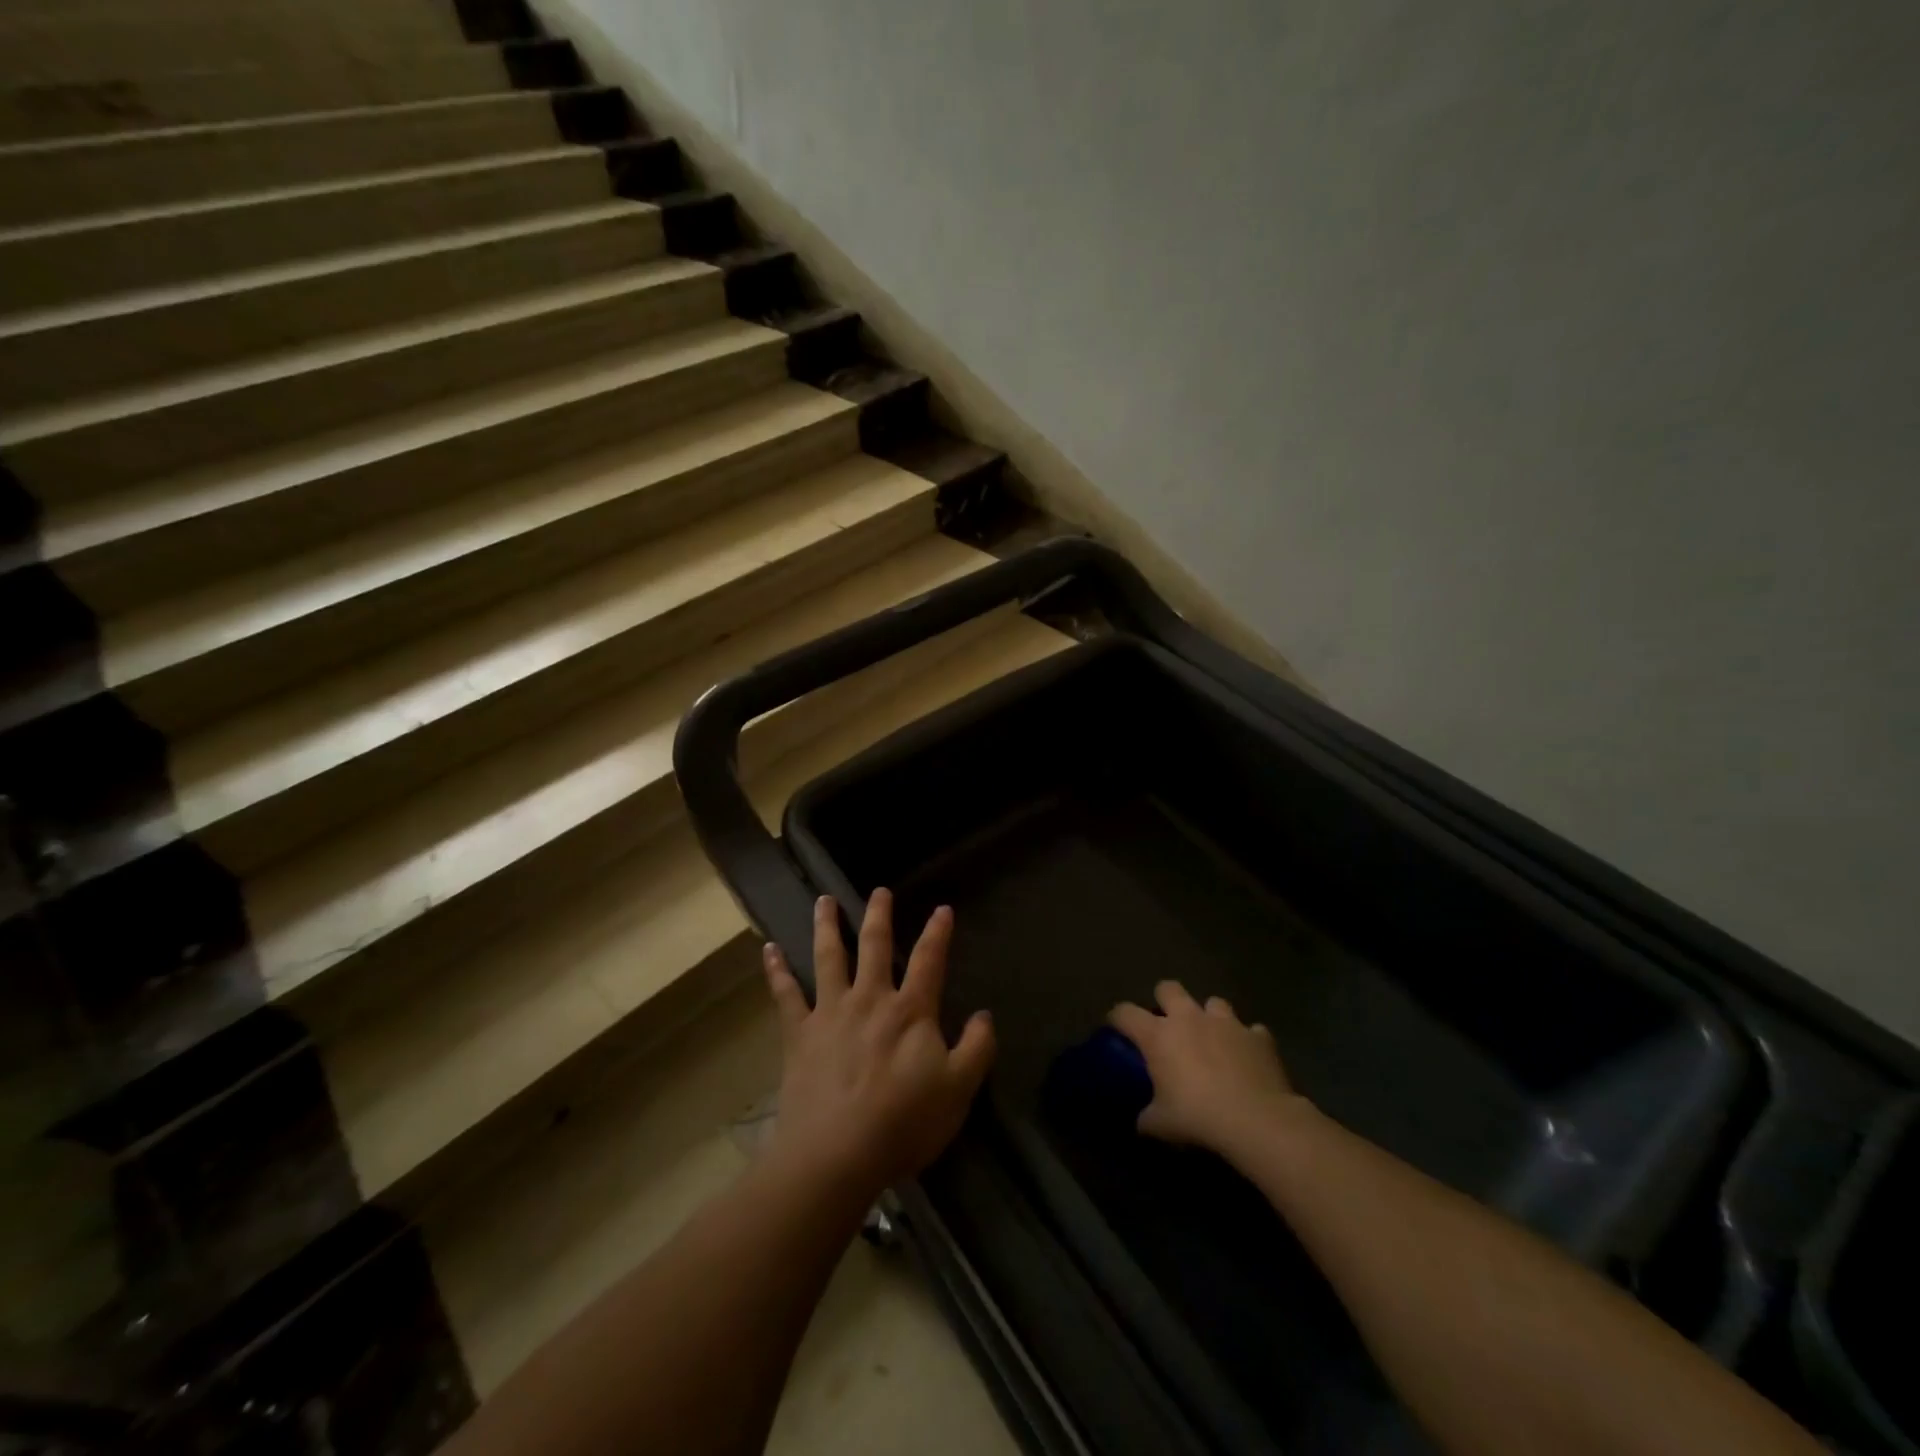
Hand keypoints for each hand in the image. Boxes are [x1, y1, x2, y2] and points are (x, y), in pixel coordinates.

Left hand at [762, 890, 995, 1201]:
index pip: (929, 960)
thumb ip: (977, 1049)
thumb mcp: (958, 1090)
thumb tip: (984, 1015)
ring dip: (827, 925)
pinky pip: (785, 994)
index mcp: (910, 1011)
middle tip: (879, 891)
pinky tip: (769, 949)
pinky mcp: (799, 1034)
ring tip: (824, 900)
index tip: (942, 909)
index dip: (937, 933)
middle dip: (879, 916)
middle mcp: (869, 999)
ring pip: (828, 957)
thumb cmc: (902, 1123)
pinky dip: (776, 970)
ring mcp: (830, 1012)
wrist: (835, 1155)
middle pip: (875, 946)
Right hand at [1110, 980, 1301, 1154]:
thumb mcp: (1161, 1125)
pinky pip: (1252, 1031)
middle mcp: (1189, 1018)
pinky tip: (1248, 1058)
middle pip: (1168, 988)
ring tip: (1213, 1038)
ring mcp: (1227, 1023)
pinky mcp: (1259, 1037)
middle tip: (1168, 1024)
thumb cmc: (1198, 1117)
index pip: (1125, 1012)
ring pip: (1214, 1002)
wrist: (1256, 1120)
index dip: (1117, 1018)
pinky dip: (1247, 1041)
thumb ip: (1147, 1117)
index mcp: (1158, 1035)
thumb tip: (1142, 1122)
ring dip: (1210, 1017)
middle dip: (1165, 1000)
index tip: (1117, 1029)